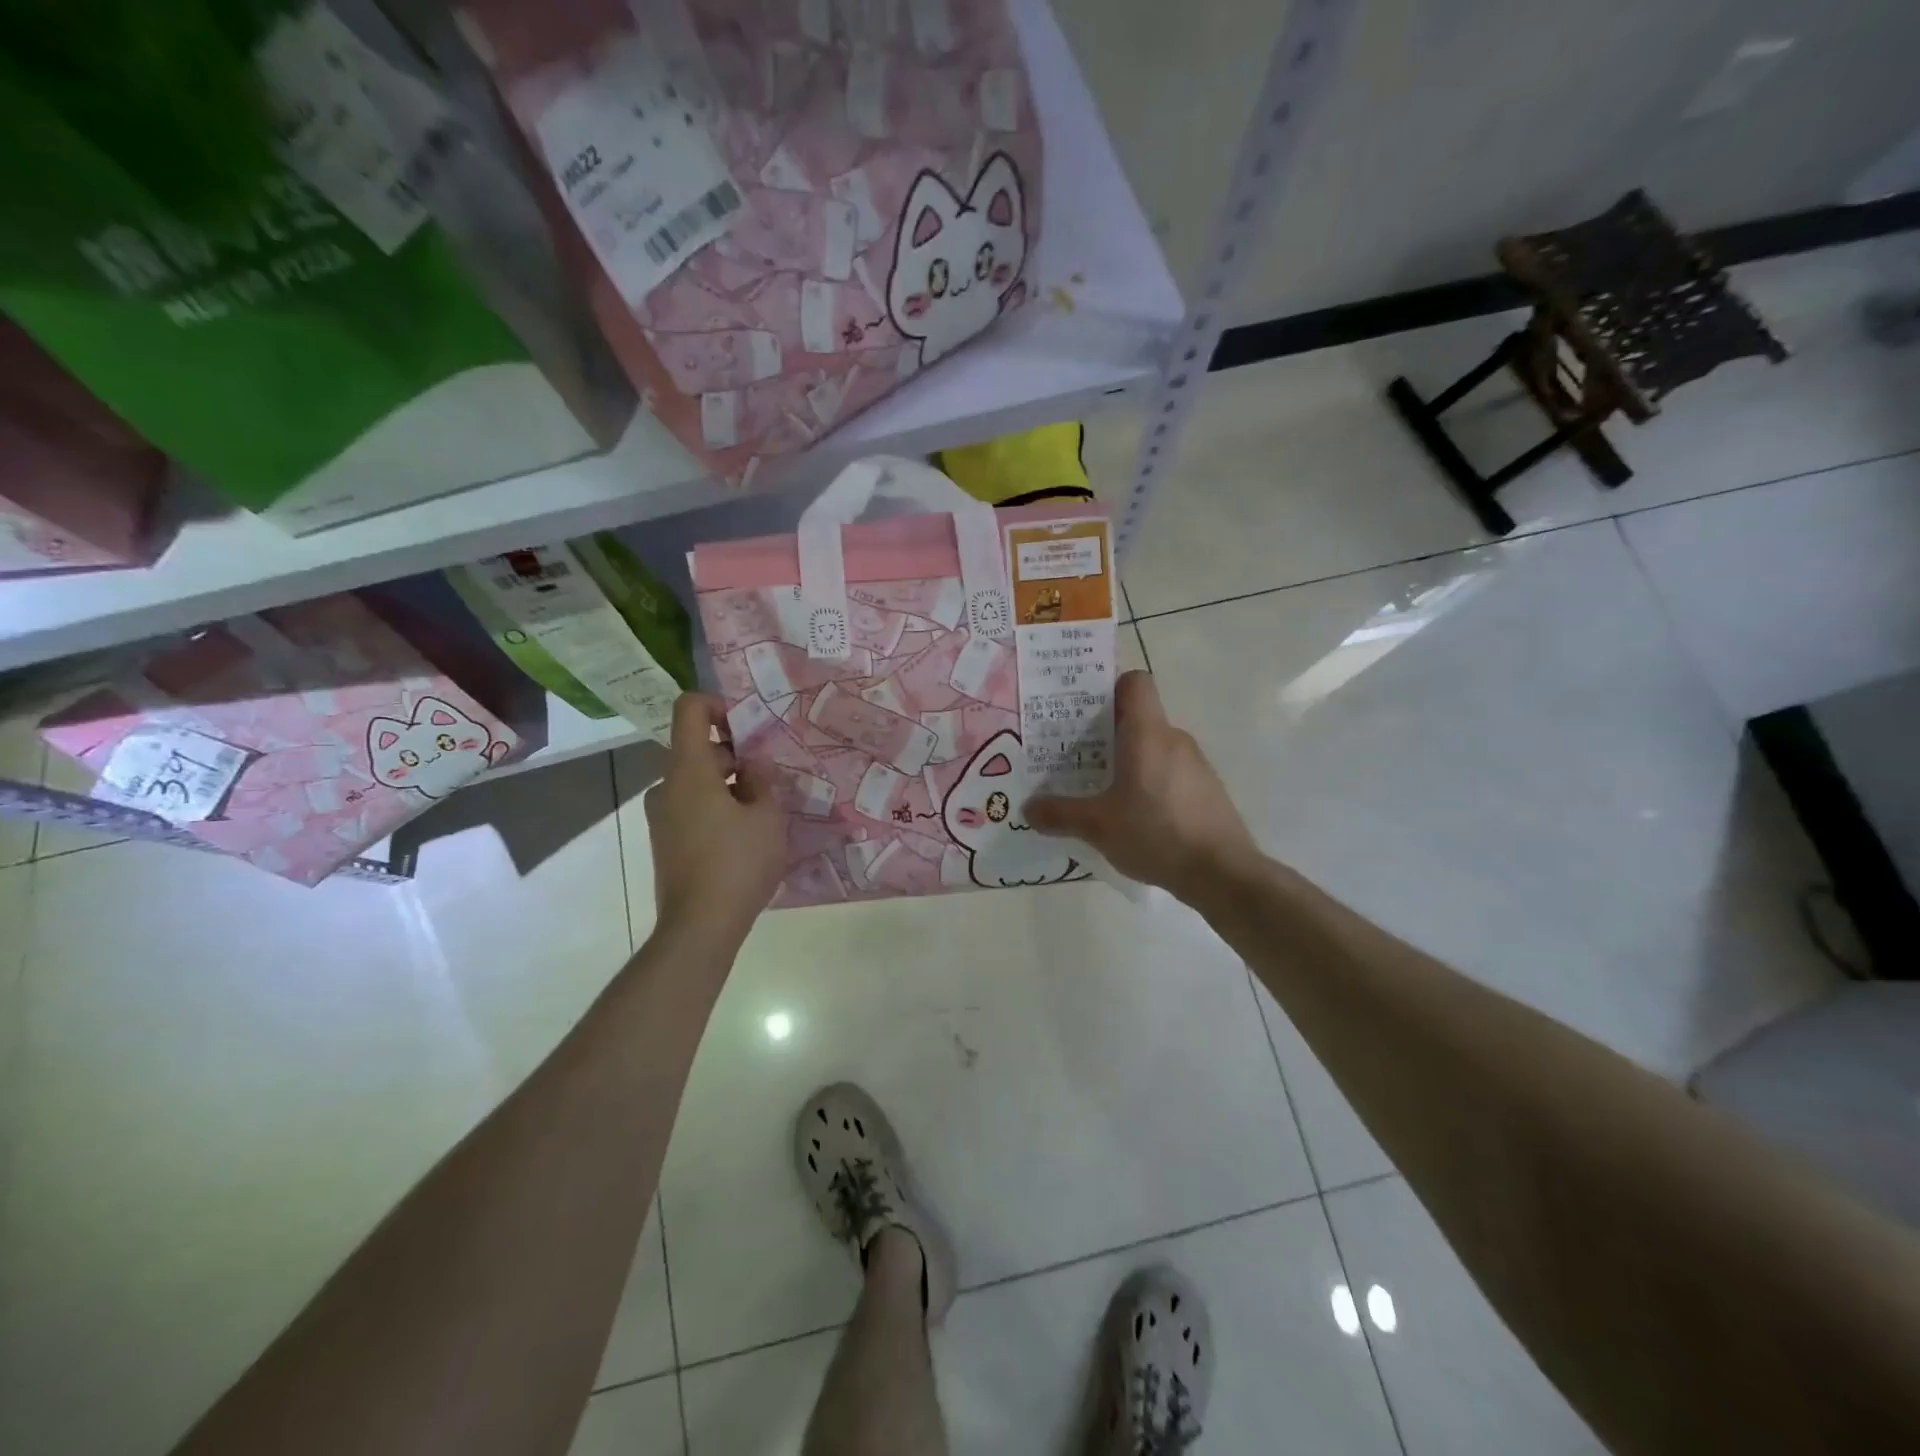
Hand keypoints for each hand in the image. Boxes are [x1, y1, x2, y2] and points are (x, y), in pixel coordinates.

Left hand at [644, 694, 785, 944]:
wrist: (699, 927)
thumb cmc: (738, 864)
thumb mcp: (767, 817)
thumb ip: (762, 781)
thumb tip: (752, 767)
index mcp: (688, 770)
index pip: (689, 709)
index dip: (717, 705)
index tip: (747, 728)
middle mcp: (666, 786)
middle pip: (696, 748)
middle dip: (734, 754)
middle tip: (769, 777)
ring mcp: (661, 816)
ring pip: (695, 781)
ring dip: (727, 784)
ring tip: (763, 810)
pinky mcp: (665, 841)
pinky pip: (691, 807)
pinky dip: (716, 807)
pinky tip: (744, 835)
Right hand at [1026, 670, 1259, 899]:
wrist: (1222, 873)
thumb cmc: (1156, 834)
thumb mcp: (1098, 827)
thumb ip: (1060, 814)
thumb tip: (1027, 809)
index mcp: (1147, 733)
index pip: (1134, 682)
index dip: (1109, 689)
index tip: (1083, 713)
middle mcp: (1174, 739)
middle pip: (1139, 717)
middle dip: (1106, 733)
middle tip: (1076, 756)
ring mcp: (1196, 764)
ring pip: (1154, 746)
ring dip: (1129, 760)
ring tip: (1101, 790)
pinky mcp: (1207, 789)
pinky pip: (1170, 771)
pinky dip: (1150, 781)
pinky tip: (1135, 815)